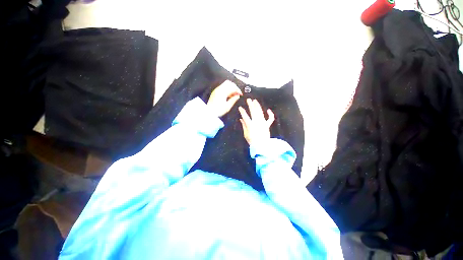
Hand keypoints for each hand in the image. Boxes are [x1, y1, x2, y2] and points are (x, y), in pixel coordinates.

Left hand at [207, 80, 242, 116]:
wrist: (209, 112)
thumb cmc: (217, 110)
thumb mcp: (228, 106)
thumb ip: (233, 100)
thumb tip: (237, 96)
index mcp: (223, 92)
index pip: (232, 87)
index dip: (238, 90)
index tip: (240, 94)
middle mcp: (219, 89)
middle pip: (229, 83)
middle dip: (234, 87)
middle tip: (237, 93)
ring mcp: (216, 90)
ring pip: (225, 84)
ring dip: (231, 88)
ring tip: (234, 95)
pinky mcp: (215, 92)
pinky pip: (222, 88)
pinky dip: (227, 90)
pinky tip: (229, 96)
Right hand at [238, 99, 274, 145]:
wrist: (262, 146)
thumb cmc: (252, 141)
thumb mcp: (246, 134)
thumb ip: (243, 126)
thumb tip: (241, 119)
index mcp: (250, 125)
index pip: (245, 116)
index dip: (242, 111)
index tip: (240, 107)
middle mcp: (256, 122)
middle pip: (253, 112)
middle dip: (250, 105)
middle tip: (248, 100)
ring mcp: (262, 123)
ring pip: (260, 112)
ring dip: (258, 106)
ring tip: (255, 101)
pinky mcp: (267, 125)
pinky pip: (270, 119)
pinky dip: (270, 114)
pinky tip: (268, 110)